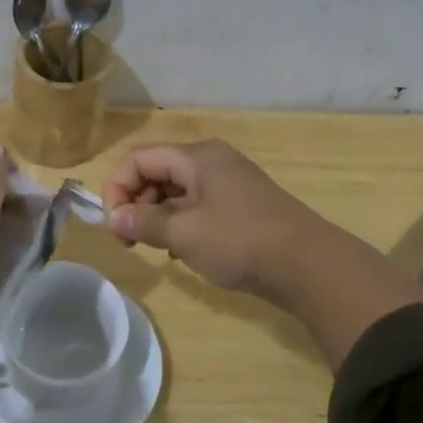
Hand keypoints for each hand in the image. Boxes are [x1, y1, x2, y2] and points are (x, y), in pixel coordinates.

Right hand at [102, 140, 325, 297]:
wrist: (309, 265)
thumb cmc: (240, 241)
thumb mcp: (184, 233)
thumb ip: (144, 223)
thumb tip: (115, 218)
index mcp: (197, 157)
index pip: (139, 159)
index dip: (117, 188)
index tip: (113, 225)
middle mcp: (212, 162)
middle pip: (157, 172)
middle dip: (135, 202)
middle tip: (128, 240)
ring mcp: (229, 184)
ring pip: (176, 191)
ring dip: (156, 216)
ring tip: (153, 247)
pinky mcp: (241, 207)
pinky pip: (197, 206)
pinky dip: (180, 224)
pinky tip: (180, 252)